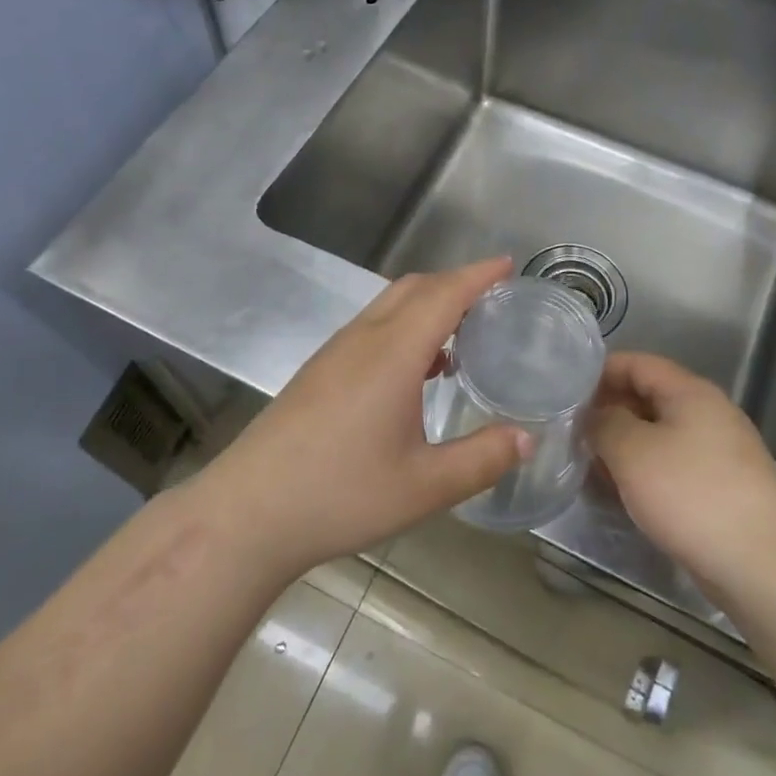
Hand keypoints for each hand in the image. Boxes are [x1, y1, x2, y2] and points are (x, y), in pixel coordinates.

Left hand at [201, 258, 529, 576]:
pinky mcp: (318, 370)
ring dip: (427, 305)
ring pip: (388, 305)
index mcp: (393, 352)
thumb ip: (482, 459)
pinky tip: (415, 372)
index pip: (444, 294)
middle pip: (414, 288)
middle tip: (492, 301)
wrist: (249, 512)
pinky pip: (371, 327)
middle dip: (455, 283)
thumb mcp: (424, 487)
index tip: (507, 264)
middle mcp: (363, 339)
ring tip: (461, 334)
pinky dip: (404, 326)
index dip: (478, 275)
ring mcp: (335, 352)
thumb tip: (527, 438)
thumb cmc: (341, 494)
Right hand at [590, 352, 775, 591]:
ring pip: (657, 436)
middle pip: (647, 397)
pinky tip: (620, 494)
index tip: (564, 392)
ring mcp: (717, 452)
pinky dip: (643, 473)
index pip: (636, 363)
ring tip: (588, 465)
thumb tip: (594, 416)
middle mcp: (707, 413)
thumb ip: (604, 423)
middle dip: (607, 411)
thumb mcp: (632, 450)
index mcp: (689, 391)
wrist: (762, 564)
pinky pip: (671, 467)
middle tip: (570, 432)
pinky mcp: (720, 488)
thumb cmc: (691, 493)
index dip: (599, 372)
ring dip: (622, 446)